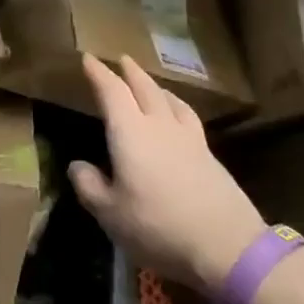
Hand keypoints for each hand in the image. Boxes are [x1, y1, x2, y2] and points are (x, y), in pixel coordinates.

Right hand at [68, 54, 265, 295]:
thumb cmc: (158, 227)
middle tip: (121, 59)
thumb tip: (77, 166)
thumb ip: (90, 186)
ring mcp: (188, 138)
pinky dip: (177, 106)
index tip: (88, 58)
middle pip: (144, 88)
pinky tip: (178, 116)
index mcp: (130, 132)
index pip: (112, 92)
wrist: (226, 245)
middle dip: (130, 72)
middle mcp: (159, 125)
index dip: (98, 73)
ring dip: (155, 86)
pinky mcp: (209, 155)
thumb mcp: (110, 214)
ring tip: (150, 84)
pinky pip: (187, 116)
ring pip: (170, 100)